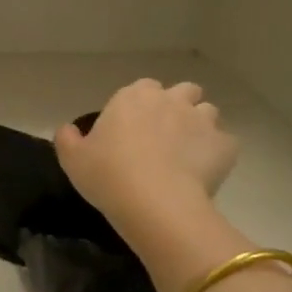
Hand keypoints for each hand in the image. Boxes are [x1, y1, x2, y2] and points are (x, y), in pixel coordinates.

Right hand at [55, 79, 237, 237]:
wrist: (155, 203)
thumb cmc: (109, 175)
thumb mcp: (73, 159)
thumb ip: (68, 139)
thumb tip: (66, 129)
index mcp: (133, 96)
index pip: (143, 88)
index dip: (142, 106)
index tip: (135, 128)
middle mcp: (171, 99)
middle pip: (184, 91)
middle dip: (179, 106)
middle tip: (166, 137)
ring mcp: (202, 120)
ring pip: (208, 113)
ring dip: (200, 127)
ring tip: (189, 154)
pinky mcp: (225, 145)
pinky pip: (225, 144)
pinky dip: (217, 154)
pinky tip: (205, 173)